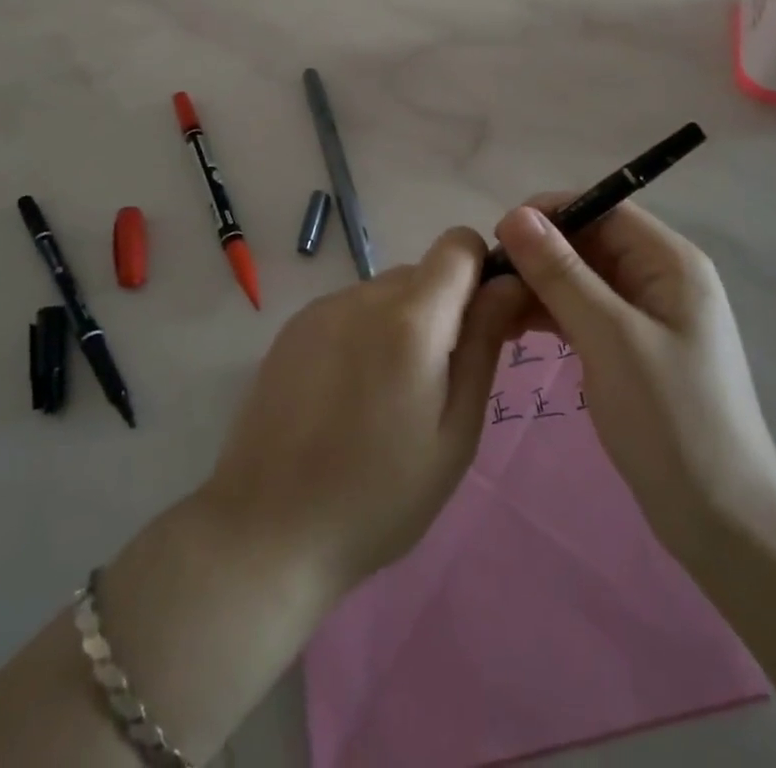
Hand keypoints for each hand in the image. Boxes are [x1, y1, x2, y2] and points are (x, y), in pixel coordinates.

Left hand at [199, 229, 528, 594]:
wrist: (267, 529)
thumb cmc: (379, 495)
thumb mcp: (455, 432)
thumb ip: (483, 346)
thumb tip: (508, 284)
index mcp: (410, 319)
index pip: (458, 245)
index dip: (481, 272)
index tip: (484, 324)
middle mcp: (363, 296)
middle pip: (423, 272)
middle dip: (444, 310)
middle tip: (439, 381)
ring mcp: (322, 308)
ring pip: (386, 292)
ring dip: (403, 323)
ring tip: (388, 396)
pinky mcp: (294, 326)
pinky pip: (350, 309)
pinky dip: (365, 334)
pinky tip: (349, 394)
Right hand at [492, 199, 775, 564]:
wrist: (723, 521)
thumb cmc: (671, 419)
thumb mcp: (610, 338)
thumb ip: (562, 274)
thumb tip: (516, 216)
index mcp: (671, 263)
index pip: (604, 209)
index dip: (551, 213)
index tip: (499, 236)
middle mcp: (662, 278)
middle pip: (591, 243)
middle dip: (540, 254)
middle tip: (489, 280)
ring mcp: (649, 316)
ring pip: (583, 279)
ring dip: (541, 286)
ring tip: (494, 309)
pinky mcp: (634, 349)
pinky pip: (587, 313)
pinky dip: (553, 315)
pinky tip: (516, 331)